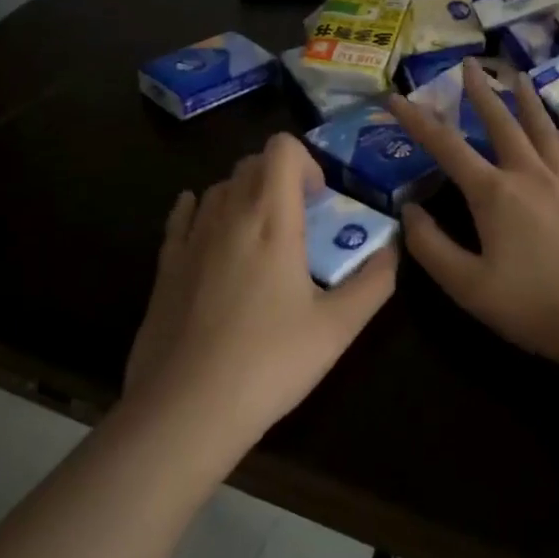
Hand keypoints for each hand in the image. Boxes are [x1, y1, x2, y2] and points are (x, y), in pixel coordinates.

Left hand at [125, 132, 397, 462]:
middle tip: (300, 220)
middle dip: (280, 178)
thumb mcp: (338, 328)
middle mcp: (228, 215)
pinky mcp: (165, 265)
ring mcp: (191, 238)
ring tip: (262, 237)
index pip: (281, 149)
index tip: (320, 201)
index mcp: (271, 220)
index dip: (306, 162)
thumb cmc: (269, 363)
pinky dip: (202, 209)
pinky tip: (212, 230)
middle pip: (251, 163)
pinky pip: (183, 216)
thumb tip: (393, 250)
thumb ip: (374, 282)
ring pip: (219, 187)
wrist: (186, 408)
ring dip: (246, 195)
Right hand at [387, 60, 558, 407]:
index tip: (395, 98)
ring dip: (528, 101)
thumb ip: (431, 248)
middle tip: (469, 65)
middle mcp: (530, 175)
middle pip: (502, 122)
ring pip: (544, 130)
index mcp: (494, 193)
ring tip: (519, 77)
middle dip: (481, 92)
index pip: (446, 146)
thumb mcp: (468, 287)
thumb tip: (410, 212)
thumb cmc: (534, 307)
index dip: (416, 120)